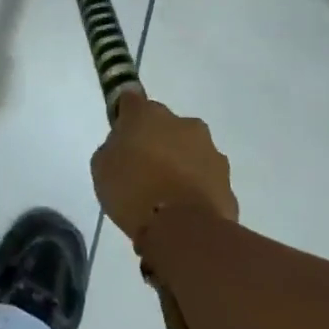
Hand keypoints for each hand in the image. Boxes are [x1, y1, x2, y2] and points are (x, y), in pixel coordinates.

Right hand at [90, 94, 237, 244]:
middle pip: (165, 125)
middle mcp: (182, 123)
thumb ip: (113, 148)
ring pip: (189, 149)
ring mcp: (209, 150)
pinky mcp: (226, 178)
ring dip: (179, 163)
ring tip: (165, 194)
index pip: (131, 99)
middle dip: (156, 140)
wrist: (182, 229)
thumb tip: (123, 147)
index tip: (121, 134)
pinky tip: (184, 209)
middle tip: (142, 169)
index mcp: (147, 115)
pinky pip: (205, 177)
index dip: (125, 115)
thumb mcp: (102, 169)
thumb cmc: (133, 192)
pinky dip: (195, 186)